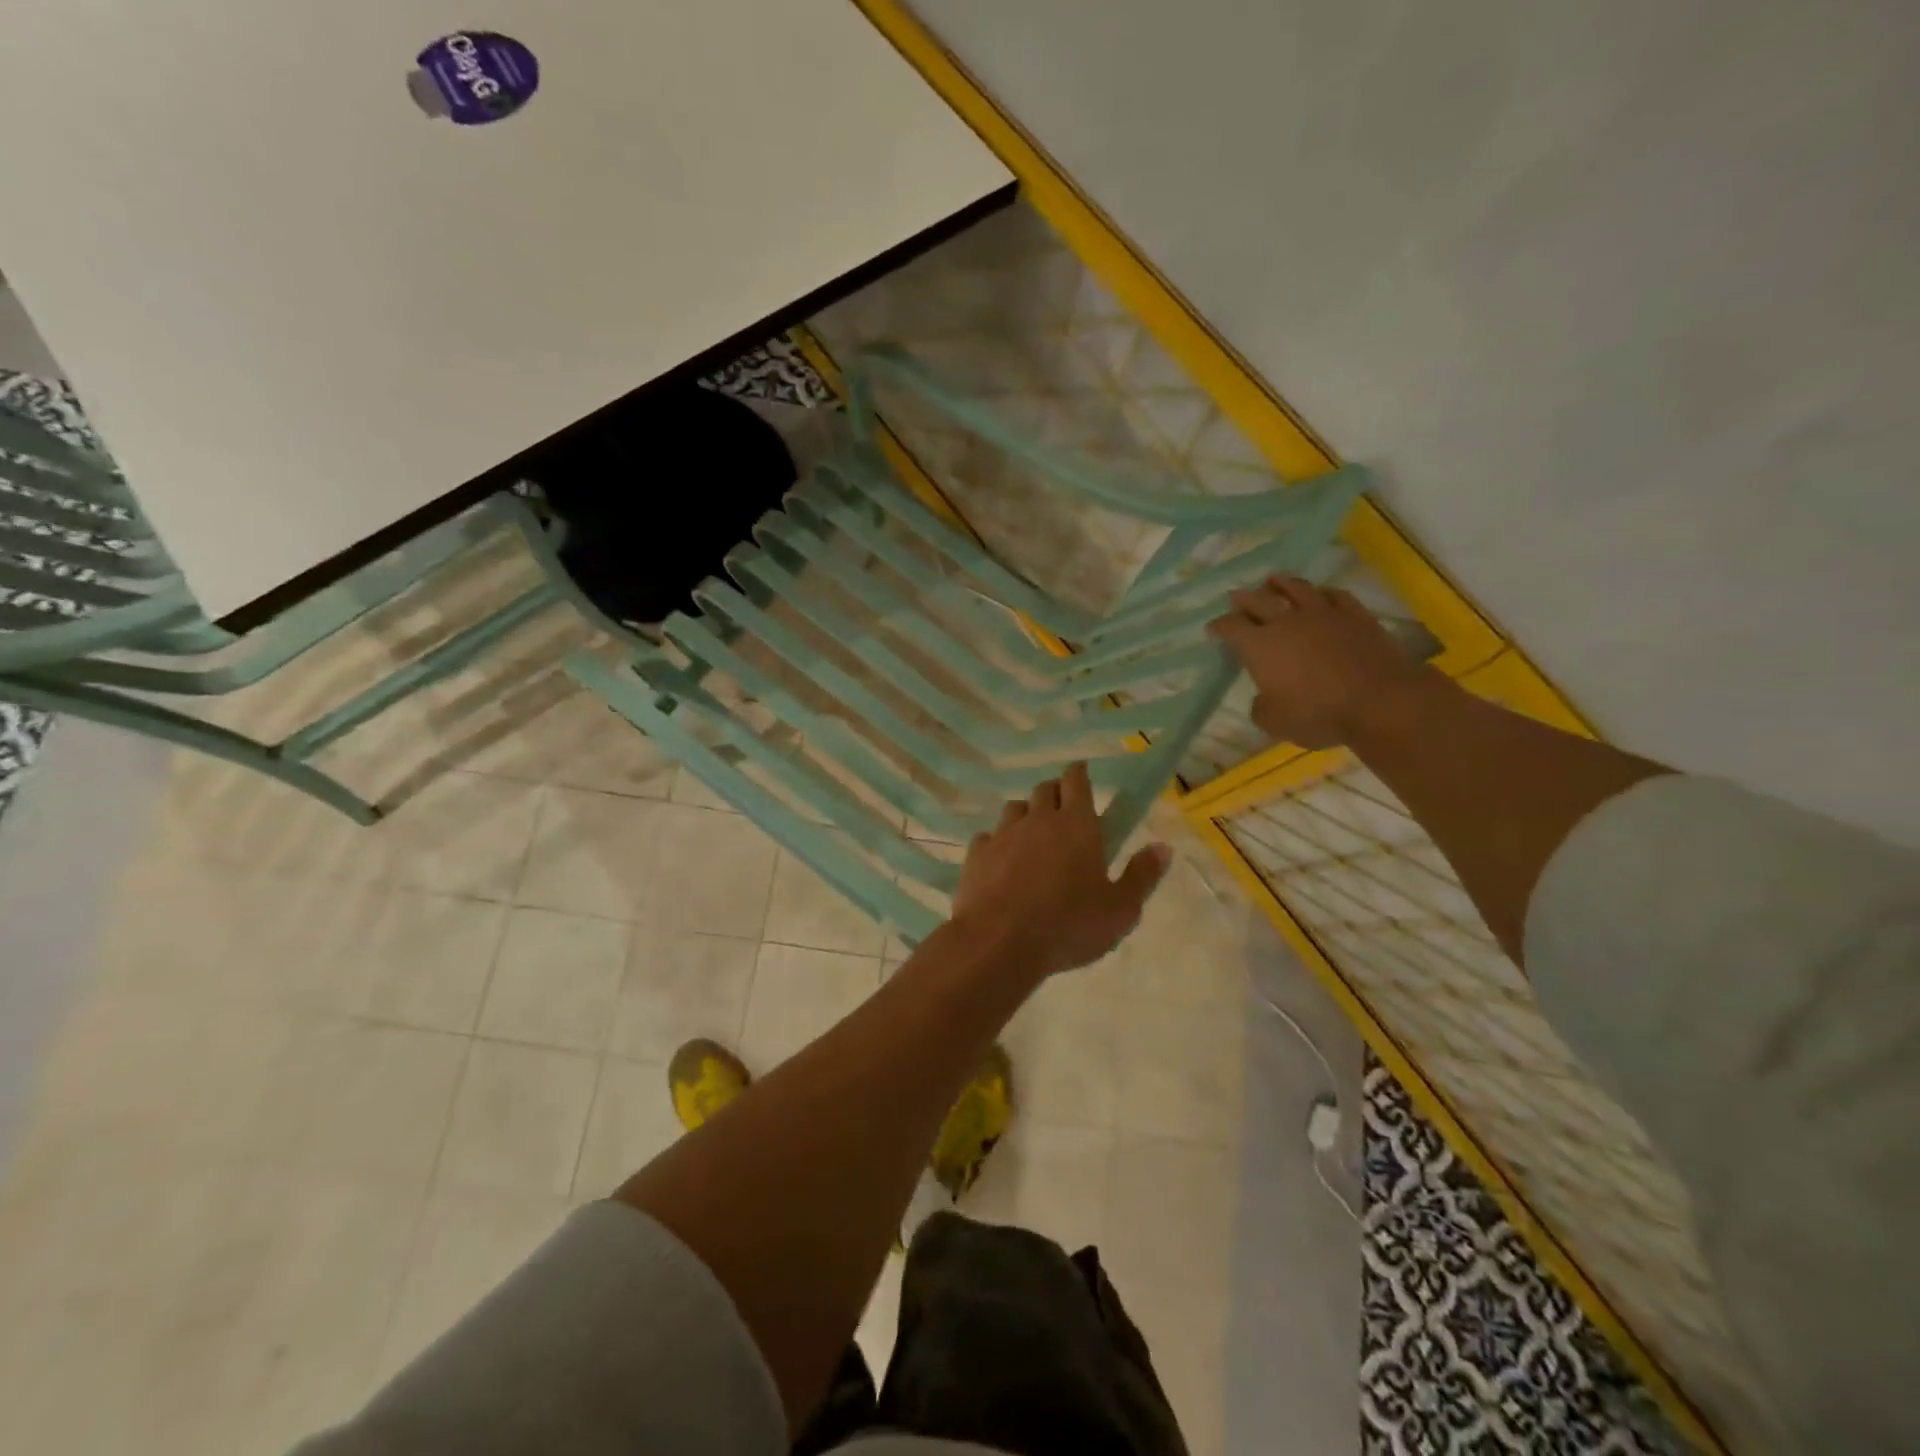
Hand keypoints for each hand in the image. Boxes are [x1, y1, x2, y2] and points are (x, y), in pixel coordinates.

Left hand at [951, 762, 1172, 977]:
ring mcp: (1002, 835)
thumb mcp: (1120, 910)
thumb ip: (1142, 876)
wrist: (999, 943)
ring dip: (1025, 815)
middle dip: (1055, 793)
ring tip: (1032, 837)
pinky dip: (996, 843)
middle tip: (1063, 810)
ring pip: (1014, 809)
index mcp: (1077, 825)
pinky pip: (987, 837)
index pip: (1077, 781)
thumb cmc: (1068, 926)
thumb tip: (1163, 847)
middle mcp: (1038, 820)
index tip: (1081, 773)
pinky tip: (1000, 862)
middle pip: (1044, 789)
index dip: (1079, 773)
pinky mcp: (976, 855)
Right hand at [1207, 576, 1431, 748]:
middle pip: (1258, 600)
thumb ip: (1261, 706)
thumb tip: (1263, 697)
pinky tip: (1321, 594)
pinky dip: (1322, 593)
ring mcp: (1323, 614)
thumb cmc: (1317, 714)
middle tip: (1236, 597)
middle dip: (1243, 599)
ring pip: (1296, 588)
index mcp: (1259, 645)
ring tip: (1272, 580)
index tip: (1213, 630)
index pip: (1230, 627)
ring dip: (1280, 583)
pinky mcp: (1355, 615)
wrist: (1379, 701)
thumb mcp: (1274, 722)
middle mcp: (1286, 622)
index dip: (1218, 626)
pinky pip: (1335, 595)